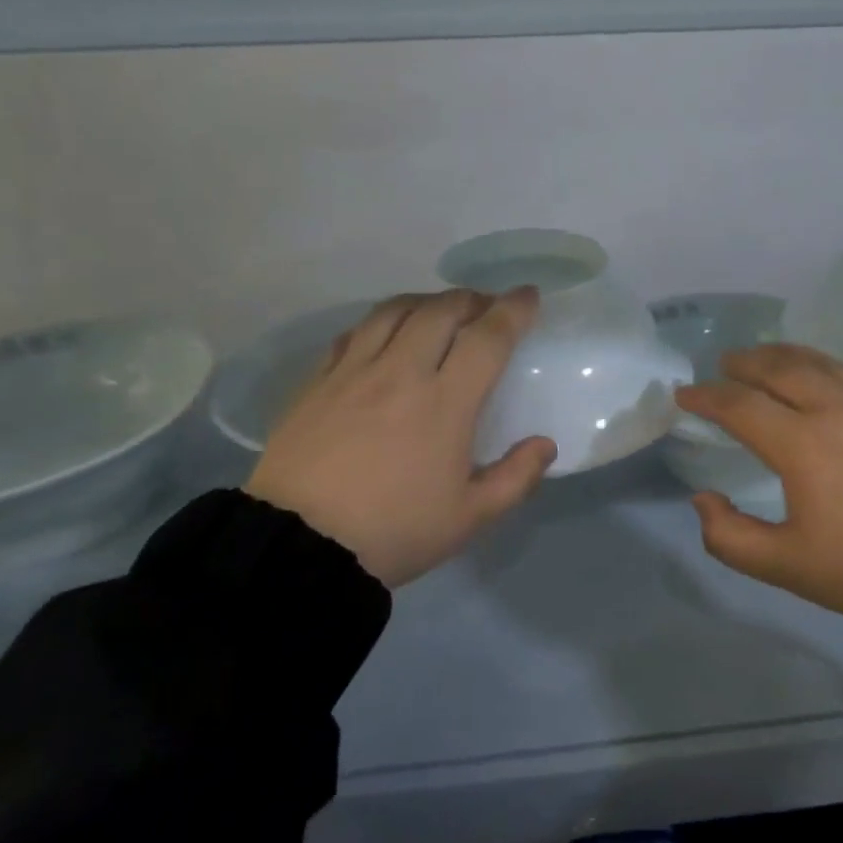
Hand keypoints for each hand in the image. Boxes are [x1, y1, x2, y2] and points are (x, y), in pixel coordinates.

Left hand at [246, 288, 556, 587]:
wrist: (298, 547)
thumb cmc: (392, 532)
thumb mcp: (468, 518)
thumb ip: (515, 478)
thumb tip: (545, 444)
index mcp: (445, 402)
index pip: (488, 337)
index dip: (513, 310)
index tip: (528, 296)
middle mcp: (401, 372)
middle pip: (441, 310)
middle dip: (471, 299)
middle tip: (485, 308)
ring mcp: (353, 371)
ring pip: (394, 311)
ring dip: (426, 302)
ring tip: (438, 312)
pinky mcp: (316, 381)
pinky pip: (353, 333)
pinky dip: (379, 323)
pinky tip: (383, 336)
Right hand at [674, 344, 842, 646]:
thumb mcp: (788, 567)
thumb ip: (730, 537)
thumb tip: (703, 498)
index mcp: (803, 444)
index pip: (740, 405)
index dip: (706, 397)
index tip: (684, 395)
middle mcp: (836, 409)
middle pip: (780, 367)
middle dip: (743, 362)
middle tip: (722, 365)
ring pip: (819, 362)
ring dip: (783, 355)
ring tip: (764, 358)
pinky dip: (819, 366)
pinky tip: (820, 381)